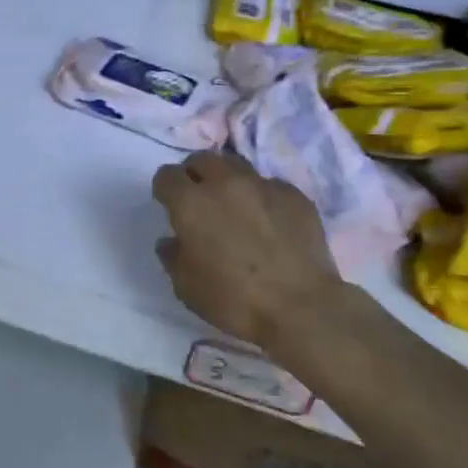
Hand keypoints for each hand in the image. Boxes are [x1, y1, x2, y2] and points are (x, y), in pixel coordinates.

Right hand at [153, 150, 339, 349]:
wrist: (301, 308)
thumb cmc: (234, 300)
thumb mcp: (186, 287)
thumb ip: (172, 256)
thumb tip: (173, 241)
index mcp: (191, 203)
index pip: (167, 176)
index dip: (165, 189)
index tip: (170, 205)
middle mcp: (224, 184)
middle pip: (202, 159)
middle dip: (195, 174)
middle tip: (200, 199)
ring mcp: (263, 185)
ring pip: (237, 166)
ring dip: (228, 180)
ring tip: (234, 205)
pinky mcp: (294, 194)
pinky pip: (270, 186)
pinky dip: (262, 198)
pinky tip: (269, 222)